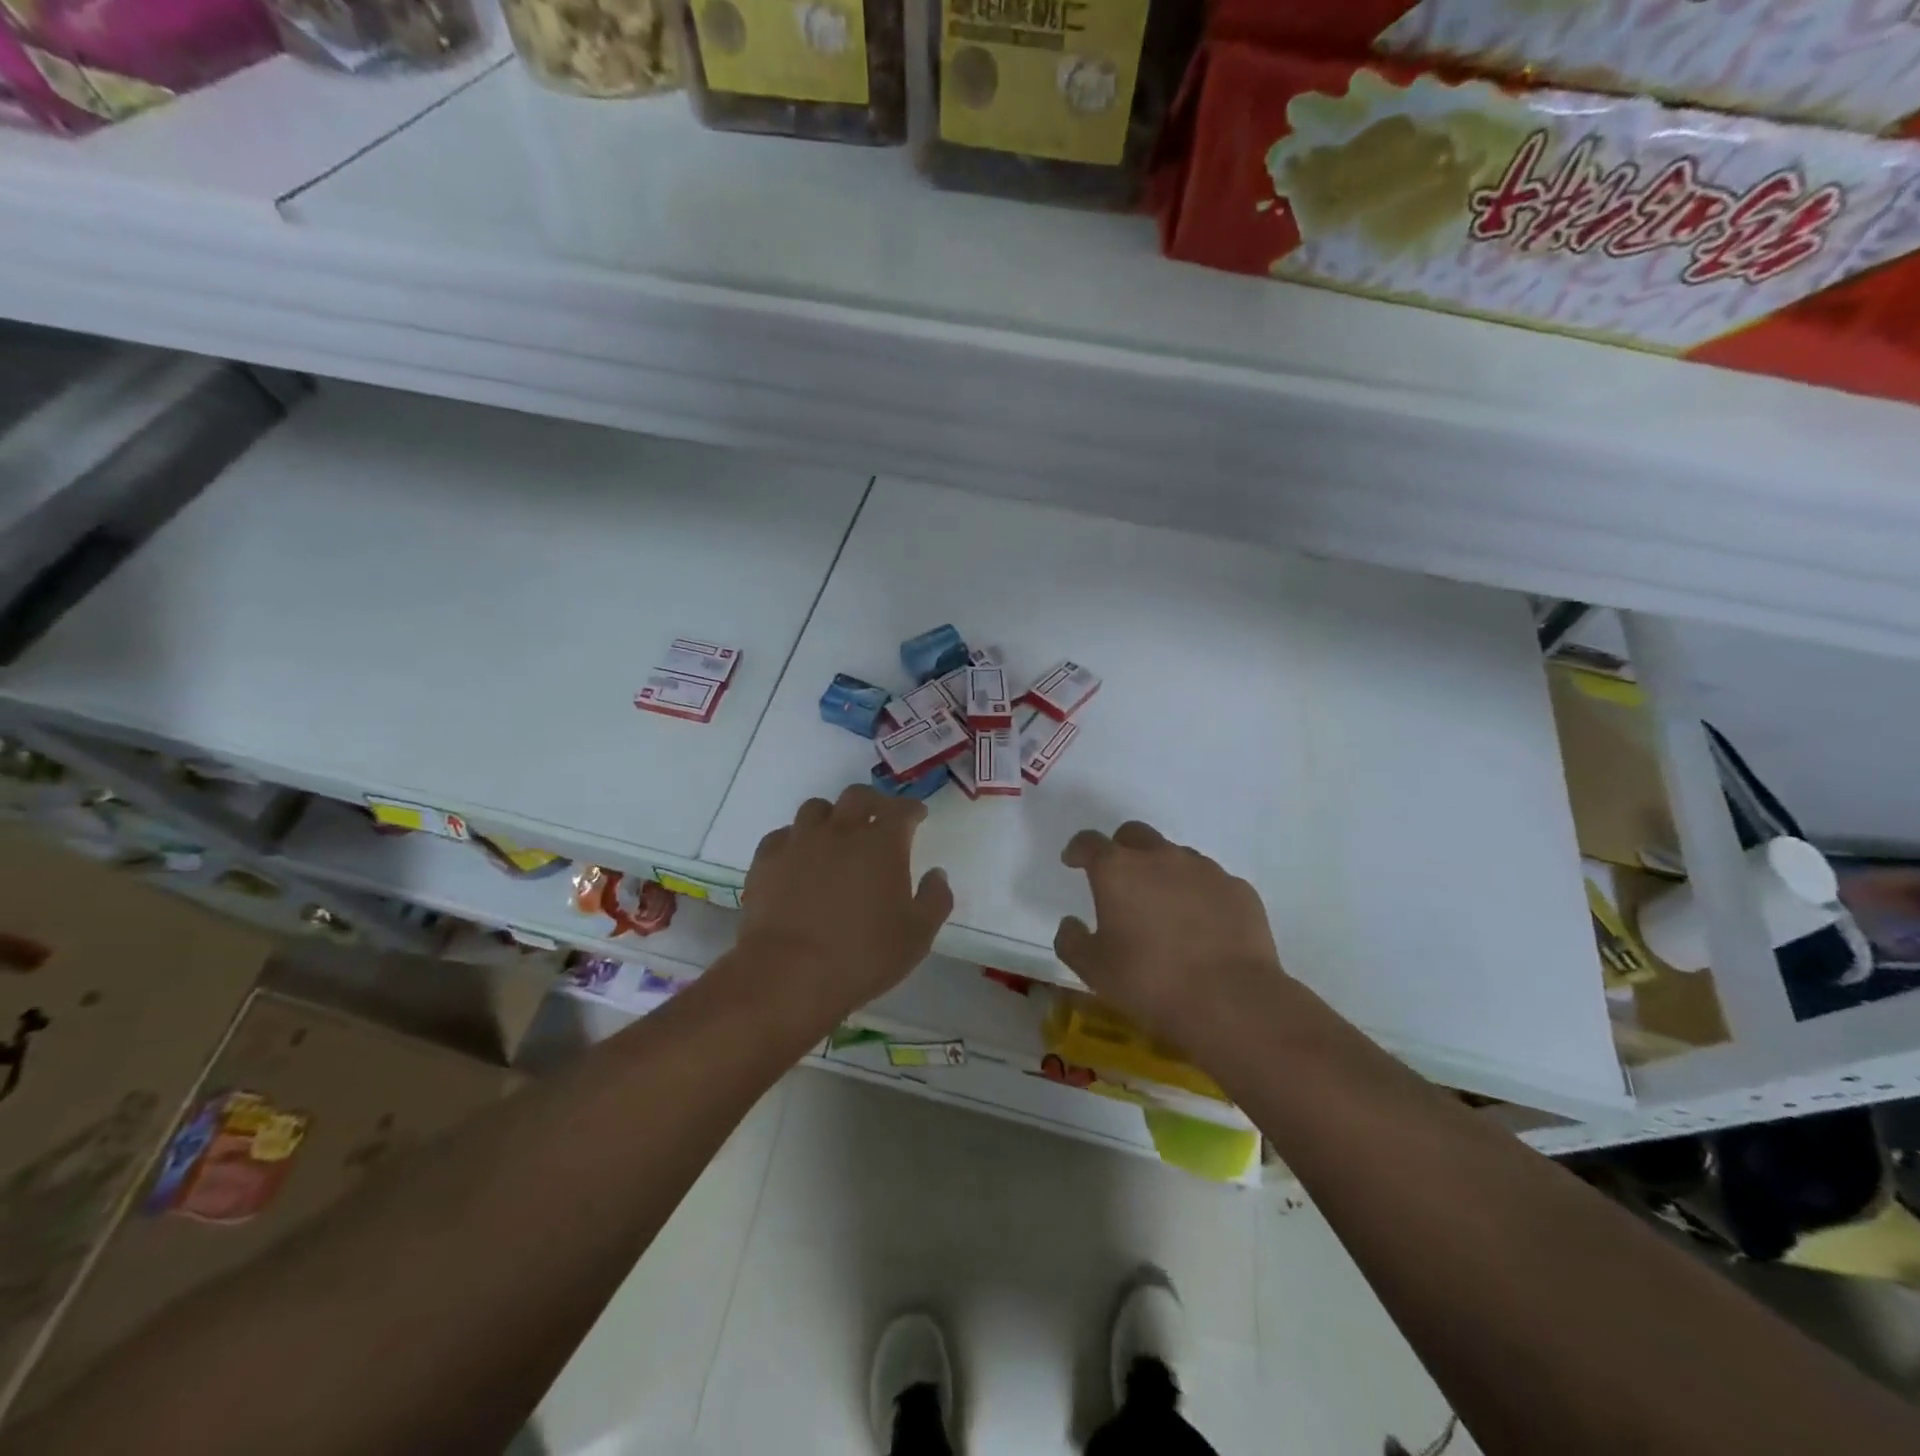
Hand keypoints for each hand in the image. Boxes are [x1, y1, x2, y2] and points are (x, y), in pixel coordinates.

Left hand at [737, 783, 952, 1016]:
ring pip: (816, 809)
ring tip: (836, 836)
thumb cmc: (862, 955)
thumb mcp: (917, 935)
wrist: (788, 975)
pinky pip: (783, 835)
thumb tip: (937, 874)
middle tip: (879, 818)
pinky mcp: (766, 859)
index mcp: (882, 843)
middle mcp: (841, 830)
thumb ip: (935, 899)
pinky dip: (796, 840)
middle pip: (858, 796)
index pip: (902, 810)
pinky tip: (799, 858)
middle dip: (874, 802)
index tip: (918, 816)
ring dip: (832, 816)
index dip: (913, 809)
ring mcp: (799, 841)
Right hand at [1054, 820, 1287, 1049]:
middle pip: (1134, 835)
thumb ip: (1072, 940)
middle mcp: (1160, 857)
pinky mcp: (1238, 889)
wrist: (1231, 1001)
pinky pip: (1211, 882)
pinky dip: (1199, 895)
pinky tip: (1202, 927)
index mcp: (1118, 870)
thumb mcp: (1093, 969)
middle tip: (1120, 880)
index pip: (1089, 842)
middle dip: (1121, 849)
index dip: (1078, 849)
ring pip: (1175, 856)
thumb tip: (1071, 923)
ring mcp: (1204, 869)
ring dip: (1163, 872)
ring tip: (1164, 909)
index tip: (1073, 862)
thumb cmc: (1150, 981)